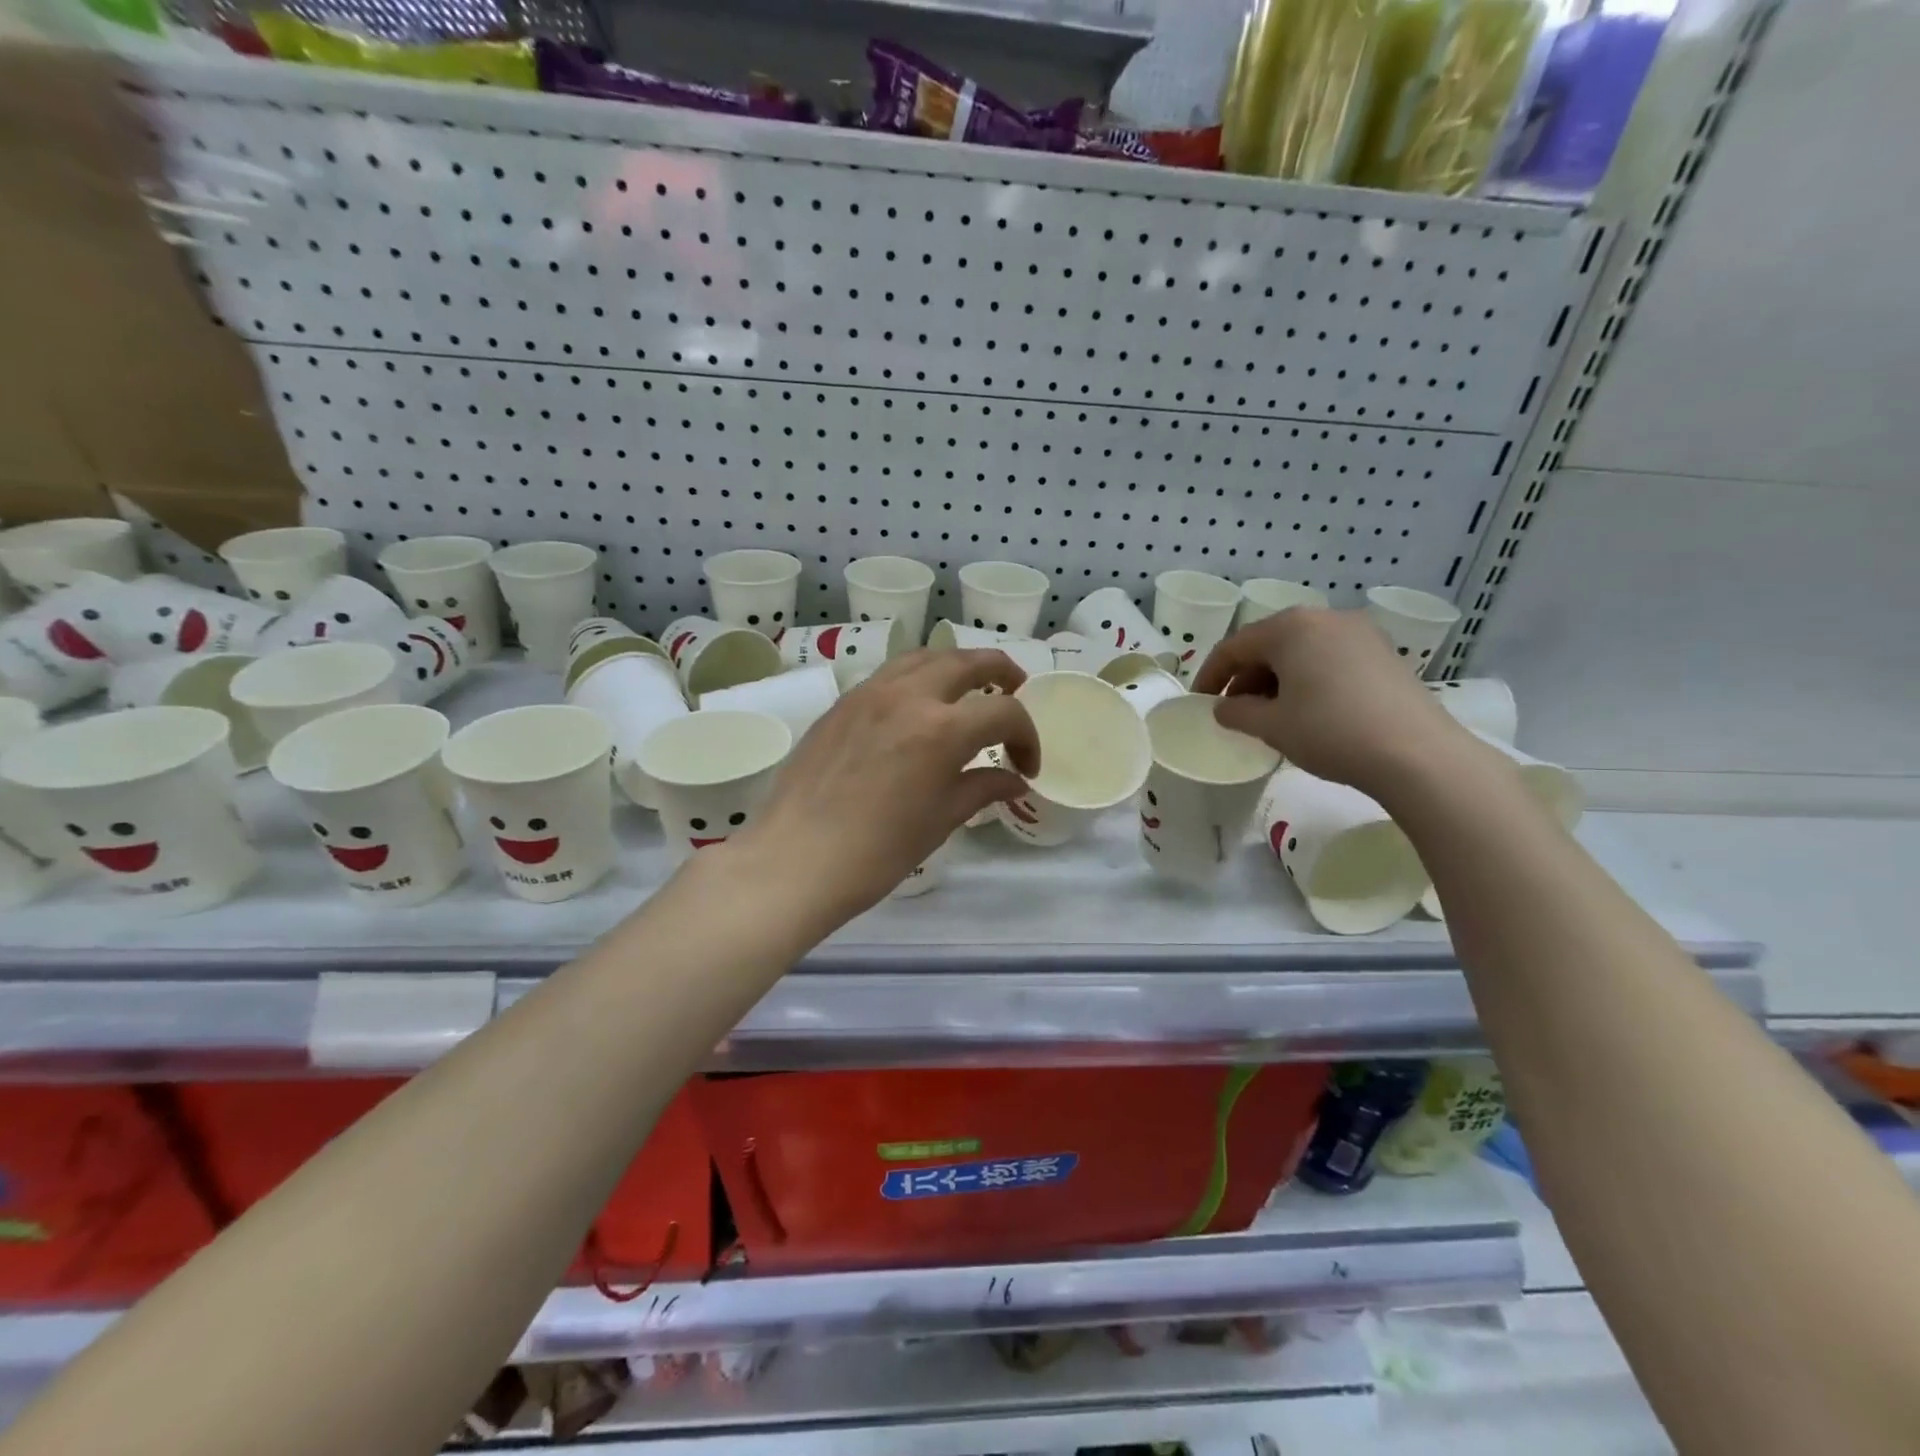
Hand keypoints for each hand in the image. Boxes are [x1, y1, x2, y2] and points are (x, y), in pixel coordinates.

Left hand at [729, 649, 1041, 925]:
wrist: (795, 859)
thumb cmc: (877, 851)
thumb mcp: (941, 820)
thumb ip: (982, 788)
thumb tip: (1014, 780)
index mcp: (942, 729)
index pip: (1004, 712)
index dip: (1027, 737)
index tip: (1025, 767)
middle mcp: (908, 695)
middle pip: (967, 661)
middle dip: (1002, 673)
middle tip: (1016, 692)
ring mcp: (869, 693)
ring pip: (925, 657)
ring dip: (957, 666)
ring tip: (968, 690)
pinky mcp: (842, 703)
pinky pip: (890, 674)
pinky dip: (917, 678)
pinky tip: (917, 709)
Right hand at [1191, 608, 1471, 797]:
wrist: (1416, 754)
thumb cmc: (1330, 731)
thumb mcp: (1272, 726)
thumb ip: (1237, 713)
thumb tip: (1224, 708)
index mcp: (1291, 627)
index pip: (1235, 647)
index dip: (1210, 675)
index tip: (1199, 703)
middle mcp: (1325, 618)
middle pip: (1269, 644)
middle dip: (1245, 678)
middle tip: (1233, 712)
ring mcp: (1360, 633)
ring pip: (1301, 651)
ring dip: (1276, 680)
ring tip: (1269, 715)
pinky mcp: (1383, 653)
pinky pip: (1329, 659)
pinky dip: (1307, 680)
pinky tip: (1307, 711)